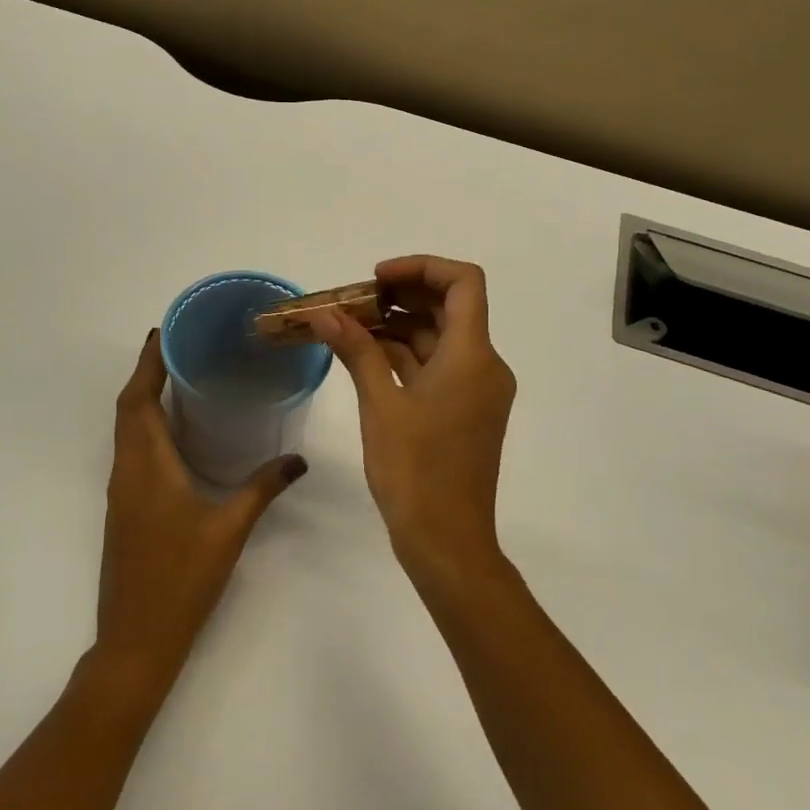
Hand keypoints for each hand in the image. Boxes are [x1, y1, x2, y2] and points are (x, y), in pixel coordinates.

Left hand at [94, 329, 306, 694]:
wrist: (136, 639)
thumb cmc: (182, 579)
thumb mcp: (229, 530)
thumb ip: (263, 488)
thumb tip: (298, 459)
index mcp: (147, 466)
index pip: (138, 400)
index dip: (147, 363)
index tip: (163, 332)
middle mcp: (127, 470)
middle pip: (127, 408)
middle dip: (146, 373)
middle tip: (177, 346)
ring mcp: (121, 491)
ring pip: (125, 430)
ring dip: (142, 398)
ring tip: (177, 377)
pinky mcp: (124, 508)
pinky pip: (130, 450)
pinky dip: (144, 426)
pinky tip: (173, 432)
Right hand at [309, 256, 515, 585]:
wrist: (447, 541)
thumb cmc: (415, 471)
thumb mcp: (380, 405)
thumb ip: (356, 350)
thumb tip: (325, 314)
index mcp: (473, 355)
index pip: (463, 282)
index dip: (421, 267)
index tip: (376, 279)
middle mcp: (484, 365)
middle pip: (451, 307)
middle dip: (402, 294)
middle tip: (354, 299)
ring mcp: (476, 389)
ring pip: (441, 337)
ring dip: (399, 324)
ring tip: (351, 324)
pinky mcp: (465, 410)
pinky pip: (438, 365)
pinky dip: (406, 354)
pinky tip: (367, 354)